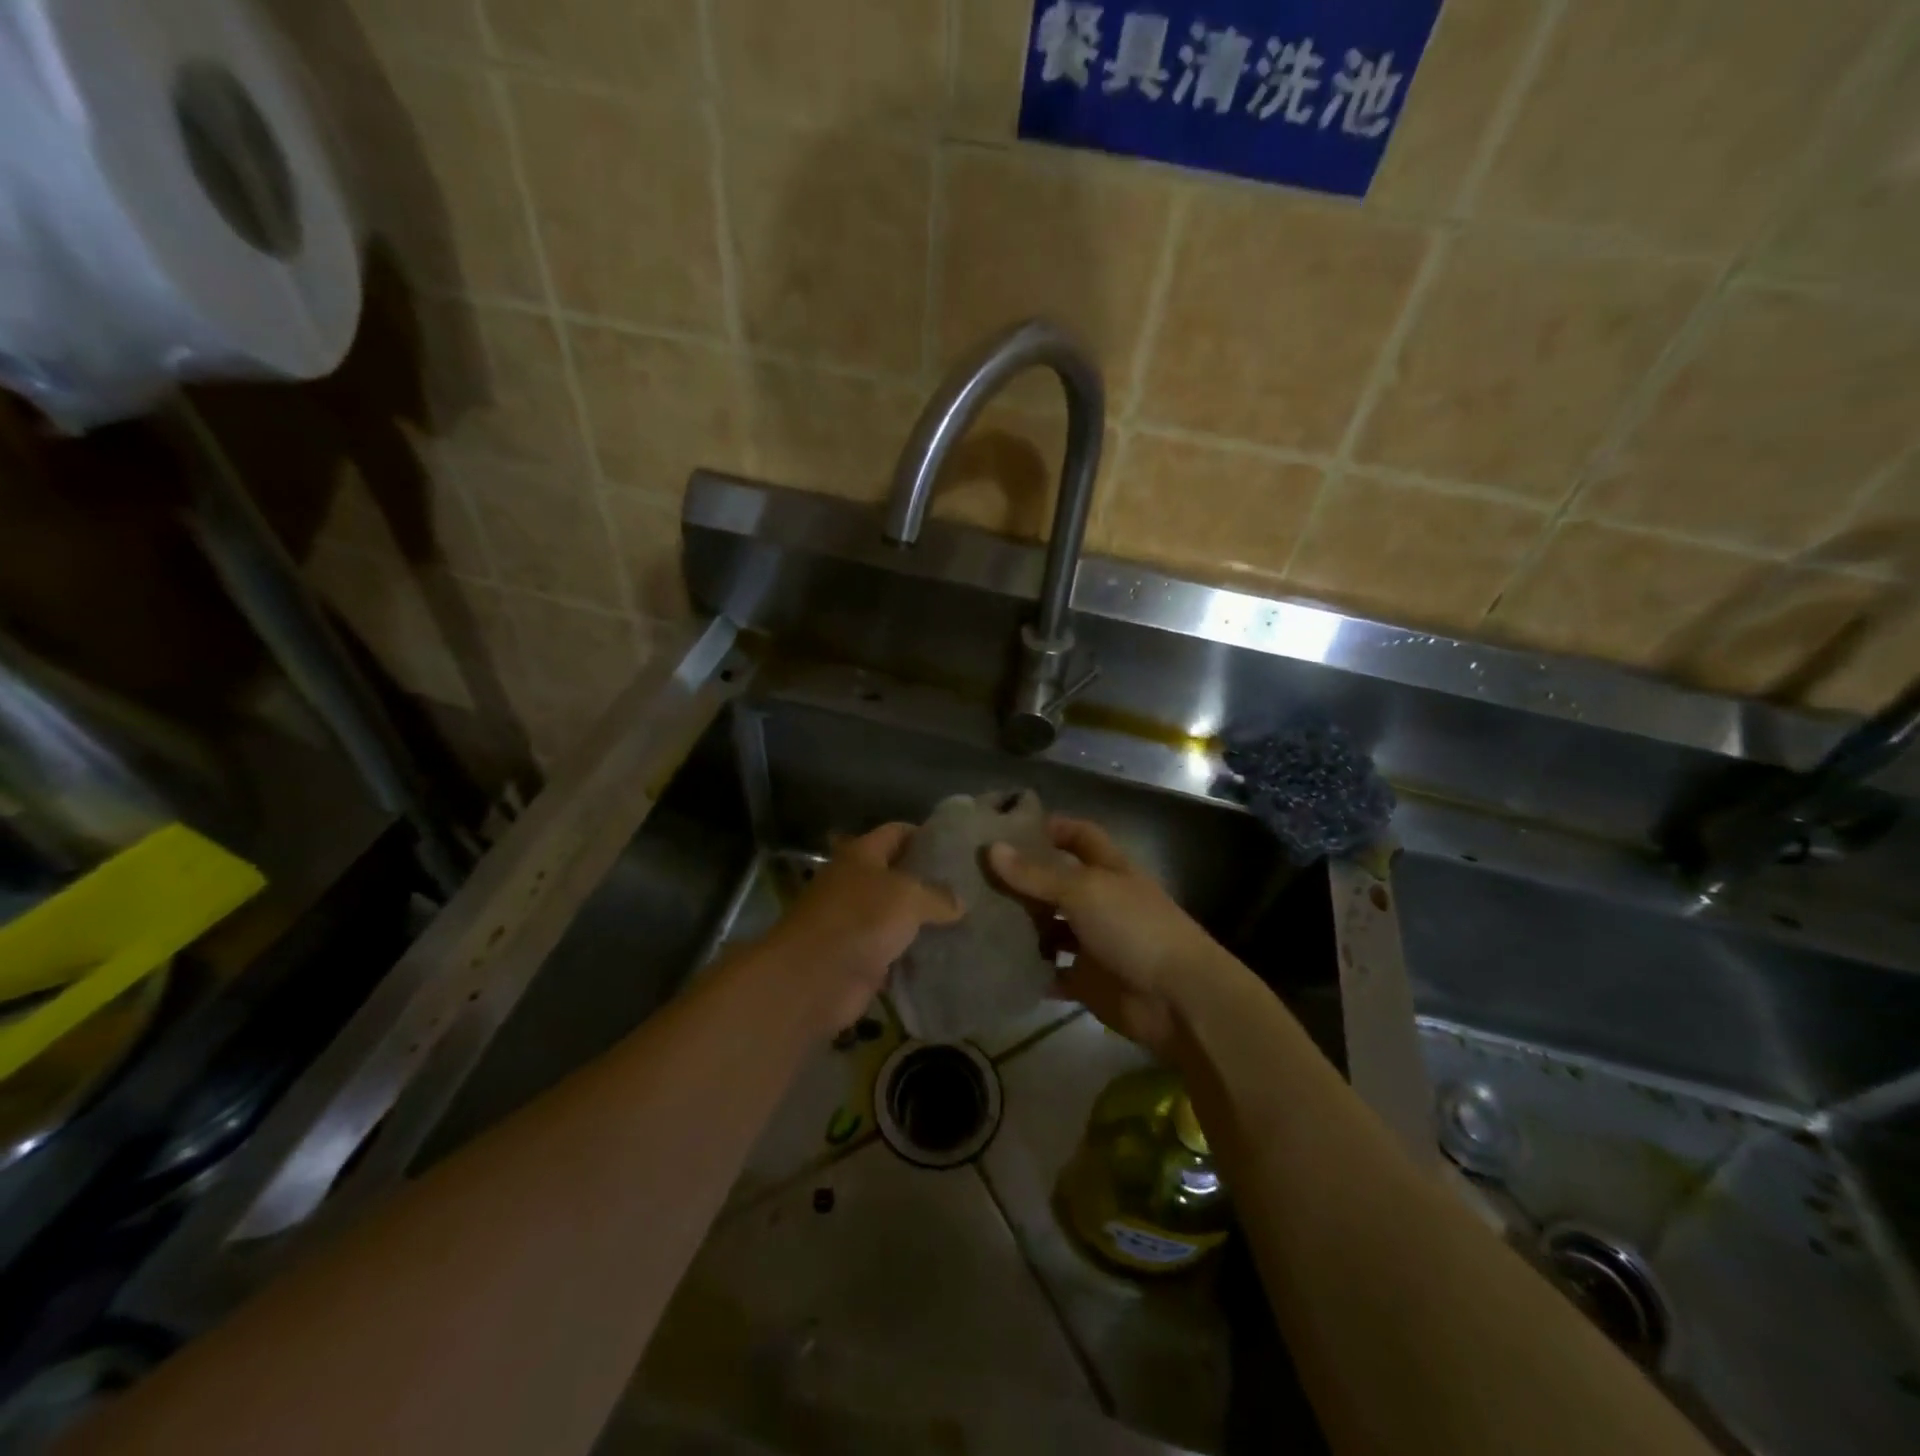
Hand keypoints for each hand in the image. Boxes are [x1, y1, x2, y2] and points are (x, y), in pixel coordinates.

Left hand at [768, 823, 960, 1034]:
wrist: (812, 978)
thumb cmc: (859, 919)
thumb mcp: (908, 896)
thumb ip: (937, 895)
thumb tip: (958, 904)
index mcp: (862, 854)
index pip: (898, 832)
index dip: (927, 835)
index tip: (960, 846)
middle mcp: (857, 883)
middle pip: (899, 875)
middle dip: (932, 881)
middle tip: (973, 887)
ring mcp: (858, 923)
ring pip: (900, 916)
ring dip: (927, 922)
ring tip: (970, 922)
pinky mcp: (861, 958)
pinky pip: (896, 952)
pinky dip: (917, 955)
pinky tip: (950, 955)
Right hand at [988, 816, 1225, 1056]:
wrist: (1178, 999)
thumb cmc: (1135, 928)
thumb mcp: (1084, 891)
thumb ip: (1037, 874)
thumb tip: (991, 849)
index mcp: (1108, 869)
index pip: (1078, 836)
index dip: (1049, 828)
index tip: (1007, 827)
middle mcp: (1099, 901)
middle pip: (1056, 882)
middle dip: (1022, 879)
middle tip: (973, 875)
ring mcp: (1093, 942)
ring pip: (1049, 927)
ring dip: (1020, 925)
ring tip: (974, 918)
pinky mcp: (1086, 980)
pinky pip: (1050, 972)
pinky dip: (1029, 969)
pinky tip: (994, 962)